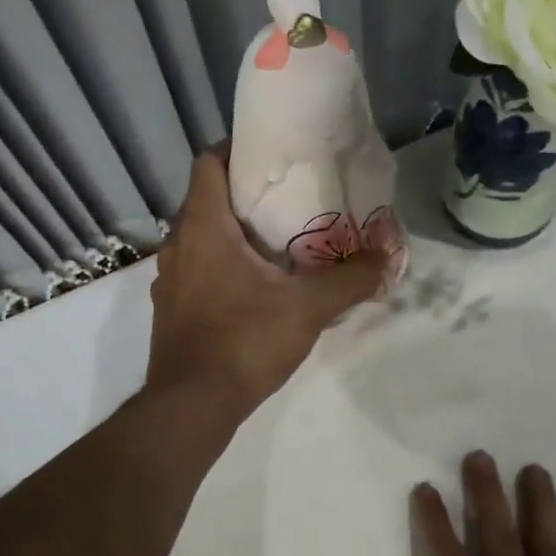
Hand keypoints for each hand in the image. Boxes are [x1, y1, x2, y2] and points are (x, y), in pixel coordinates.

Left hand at [146, 146, 385, 411]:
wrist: (192, 406)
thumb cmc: (244, 342)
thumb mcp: (307, 308)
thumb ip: (350, 280)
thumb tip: (386, 258)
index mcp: (202, 226)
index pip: (209, 162)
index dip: (237, 149)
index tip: (273, 155)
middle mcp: (177, 244)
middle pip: (208, 198)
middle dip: (246, 194)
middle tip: (290, 198)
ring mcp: (169, 278)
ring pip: (201, 236)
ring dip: (234, 232)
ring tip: (279, 241)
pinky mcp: (171, 308)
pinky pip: (198, 268)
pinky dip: (223, 264)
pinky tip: (257, 286)